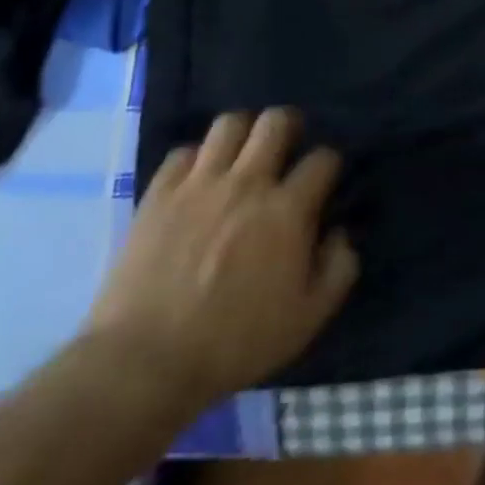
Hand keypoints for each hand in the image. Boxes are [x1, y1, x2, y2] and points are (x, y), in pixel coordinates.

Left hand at [83, 110, 358, 415]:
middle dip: (290, 126)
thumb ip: (339, 268)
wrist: (145, 363)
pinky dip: (197, 158)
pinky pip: (183, 152)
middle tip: (288, 147)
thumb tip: (340, 233)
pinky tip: (199, 180)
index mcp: (288, 210)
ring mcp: (199, 184)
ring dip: (244, 132)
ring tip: (244, 154)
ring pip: (229, 124)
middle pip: (276, 122)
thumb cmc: (235, 342)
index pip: (323, 159)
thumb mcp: (308, 317)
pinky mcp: (158, 195)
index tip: (325, 180)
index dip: (330, 164)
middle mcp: (247, 183)